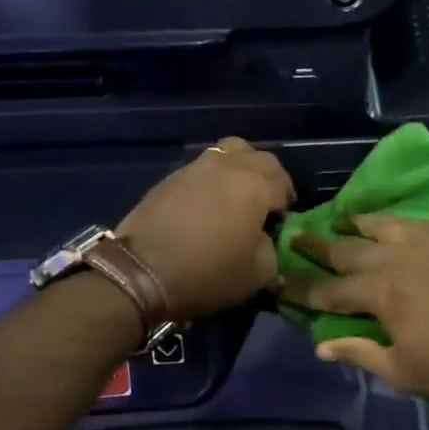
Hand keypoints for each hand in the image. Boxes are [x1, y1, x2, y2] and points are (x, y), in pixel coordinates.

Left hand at [118, 139, 294, 320]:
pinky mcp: (169, 178)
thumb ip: (272, 250)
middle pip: (258, 158)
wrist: (141, 272)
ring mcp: (195, 167)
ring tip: (232, 203)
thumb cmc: (208, 272)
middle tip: (261, 208)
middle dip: (266, 179)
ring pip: (228, 155)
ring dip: (237, 173)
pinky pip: (201, 171)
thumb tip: (264, 240)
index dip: (286, 203)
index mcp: (255, 184)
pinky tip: (203, 210)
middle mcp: (227, 165)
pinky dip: (210, 183)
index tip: (279, 224)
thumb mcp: (259, 274)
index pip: (284, 181)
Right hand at [287, 214, 428, 411]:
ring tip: (338, 219)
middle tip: (295, 236)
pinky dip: (391, 221)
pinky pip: (412, 223)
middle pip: (348, 251)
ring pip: (380, 227)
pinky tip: (386, 223)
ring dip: (354, 224)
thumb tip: (321, 345)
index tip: (279, 283)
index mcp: (382, 295)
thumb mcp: (402, 371)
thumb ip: (360, 353)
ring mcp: (426, 246)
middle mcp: (397, 261)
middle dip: (317, 247)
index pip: (330, 291)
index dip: (303, 290)